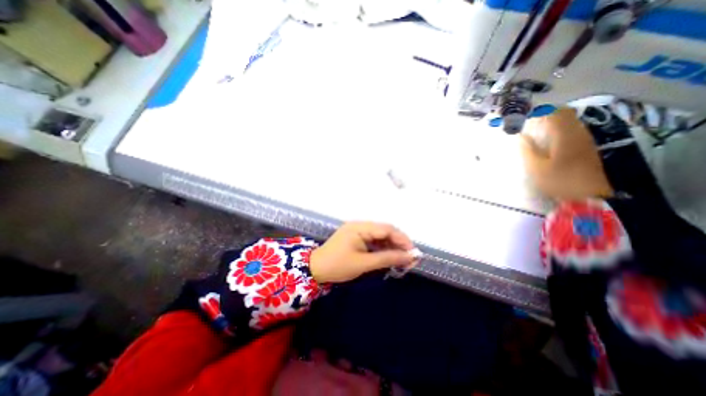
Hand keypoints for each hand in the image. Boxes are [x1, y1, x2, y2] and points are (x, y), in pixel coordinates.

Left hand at [311, 224, 414, 283]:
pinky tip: (389, 255)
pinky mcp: (356, 237)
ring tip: (402, 258)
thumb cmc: (338, 266)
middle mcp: (360, 225)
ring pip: (380, 235)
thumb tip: (409, 257)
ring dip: (391, 245)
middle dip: (399, 243)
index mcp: (360, 227)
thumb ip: (387, 258)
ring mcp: (357, 230)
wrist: (316, 269)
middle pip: (385, 230)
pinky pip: (373, 239)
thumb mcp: (364, 263)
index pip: (387, 229)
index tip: (413, 253)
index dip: (402, 239)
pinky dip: (382, 247)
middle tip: (409, 257)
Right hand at [517, 108, 612, 201]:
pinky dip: (558, 131)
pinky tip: (547, 142)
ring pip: (569, 123)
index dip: (539, 112)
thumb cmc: (559, 181)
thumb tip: (521, 136)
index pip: (555, 113)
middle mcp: (578, 133)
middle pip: (564, 115)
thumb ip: (528, 150)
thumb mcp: (536, 168)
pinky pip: (571, 132)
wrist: (590, 196)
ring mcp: (584, 140)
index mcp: (565, 135)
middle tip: (528, 124)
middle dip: (546, 115)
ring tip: (535, 132)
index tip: (524, 117)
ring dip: (552, 123)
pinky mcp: (585, 148)